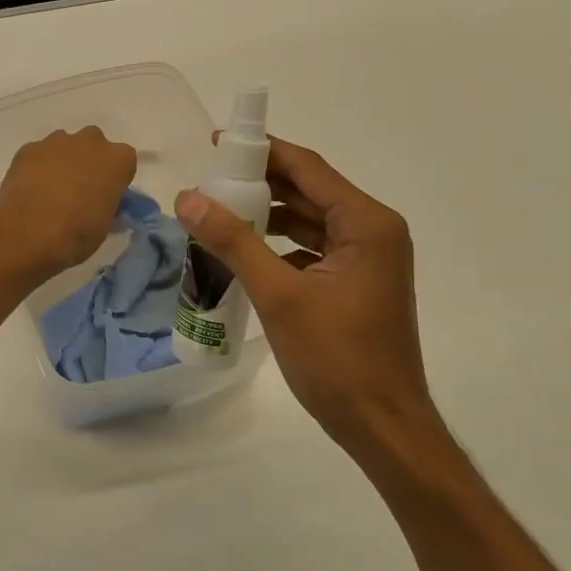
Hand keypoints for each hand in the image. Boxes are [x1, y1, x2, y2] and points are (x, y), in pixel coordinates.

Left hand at [0, 127, 136, 275]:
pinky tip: (30, 189)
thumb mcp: (104, 225)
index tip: (106, 195)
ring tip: (51, 190)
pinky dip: (37, 166)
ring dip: (62, 161)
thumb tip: (99, 203)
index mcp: (117, 160)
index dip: (115, 178)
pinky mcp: (28, 149)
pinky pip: (38, 154)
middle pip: (94, 145)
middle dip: (89, 161)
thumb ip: (106, 204)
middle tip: (79, 189)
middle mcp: (90, 142)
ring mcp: (56, 141)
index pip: (124, 162)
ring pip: (64, 145)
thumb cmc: (76, 233)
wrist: (28, 233)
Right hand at [175, 136, 450, 477]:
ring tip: (216, 213)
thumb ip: (233, 242)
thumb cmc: (337, 357)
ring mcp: (366, 259)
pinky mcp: (354, 283)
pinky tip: (241, 252)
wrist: (382, 426)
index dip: (262, 151)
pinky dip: (277, 245)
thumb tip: (187, 198)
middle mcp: (372, 231)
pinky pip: (310, 249)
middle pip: (308, 191)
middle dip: (259, 184)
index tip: (215, 143)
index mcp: (366, 223)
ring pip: (307, 221)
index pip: (308, 168)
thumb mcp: (279, 295)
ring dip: (265, 216)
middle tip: (207, 181)